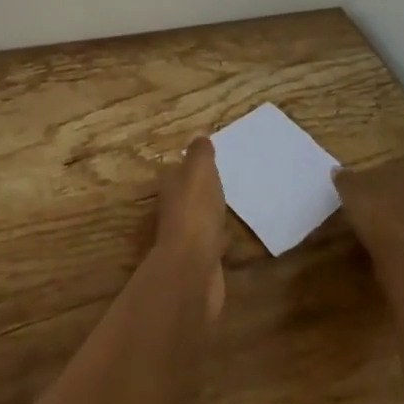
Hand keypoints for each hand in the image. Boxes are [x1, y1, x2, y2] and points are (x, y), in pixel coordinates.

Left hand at [155, 136, 226, 323]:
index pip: (180, 170)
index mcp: (171, 186)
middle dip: (202, 189)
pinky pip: (211, 241)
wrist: (193, 268)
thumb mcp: (199, 171)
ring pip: (200, 217)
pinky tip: (232, 234)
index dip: (193, 164)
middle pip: (188, 194)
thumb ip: (199, 153)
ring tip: (230, 204)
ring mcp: (186, 237)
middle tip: (225, 180)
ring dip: (211, 212)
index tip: (211, 159)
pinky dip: (219, 236)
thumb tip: (198, 135)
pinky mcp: (200, 260)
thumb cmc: (195, 211)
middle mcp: (174, 210)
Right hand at [334, 164, 403, 270]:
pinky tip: (385, 246)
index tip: (353, 196)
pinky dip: (399, 237)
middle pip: (395, 191)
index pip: (381, 171)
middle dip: (381, 200)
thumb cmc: (374, 213)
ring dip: (391, 219)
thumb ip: (343, 178)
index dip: (365, 182)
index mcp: (401, 170)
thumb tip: (337, 169)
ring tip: (371, 232)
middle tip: (362, 212)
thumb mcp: (349, 190)